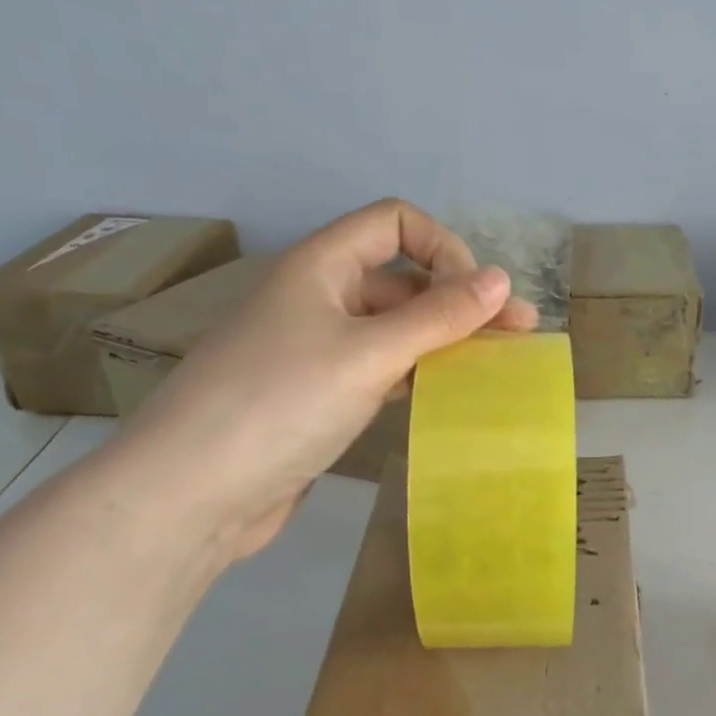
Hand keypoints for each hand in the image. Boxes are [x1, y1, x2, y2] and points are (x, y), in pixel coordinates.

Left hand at [108, 199, 536, 561]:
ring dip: (445, 340)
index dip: (443, 248)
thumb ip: (437, 317)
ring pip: (395, 330)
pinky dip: (418, 375)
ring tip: (500, 366)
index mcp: (320, 267)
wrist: (195, 492)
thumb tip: (499, 279)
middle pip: (401, 280)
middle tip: (520, 333)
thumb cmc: (281, 404)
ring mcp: (317, 351)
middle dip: (460, 300)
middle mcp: (319, 299)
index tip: (476, 298)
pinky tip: (449, 394)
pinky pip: (381, 370)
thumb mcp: (368, 354)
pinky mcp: (319, 398)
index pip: (393, 223)